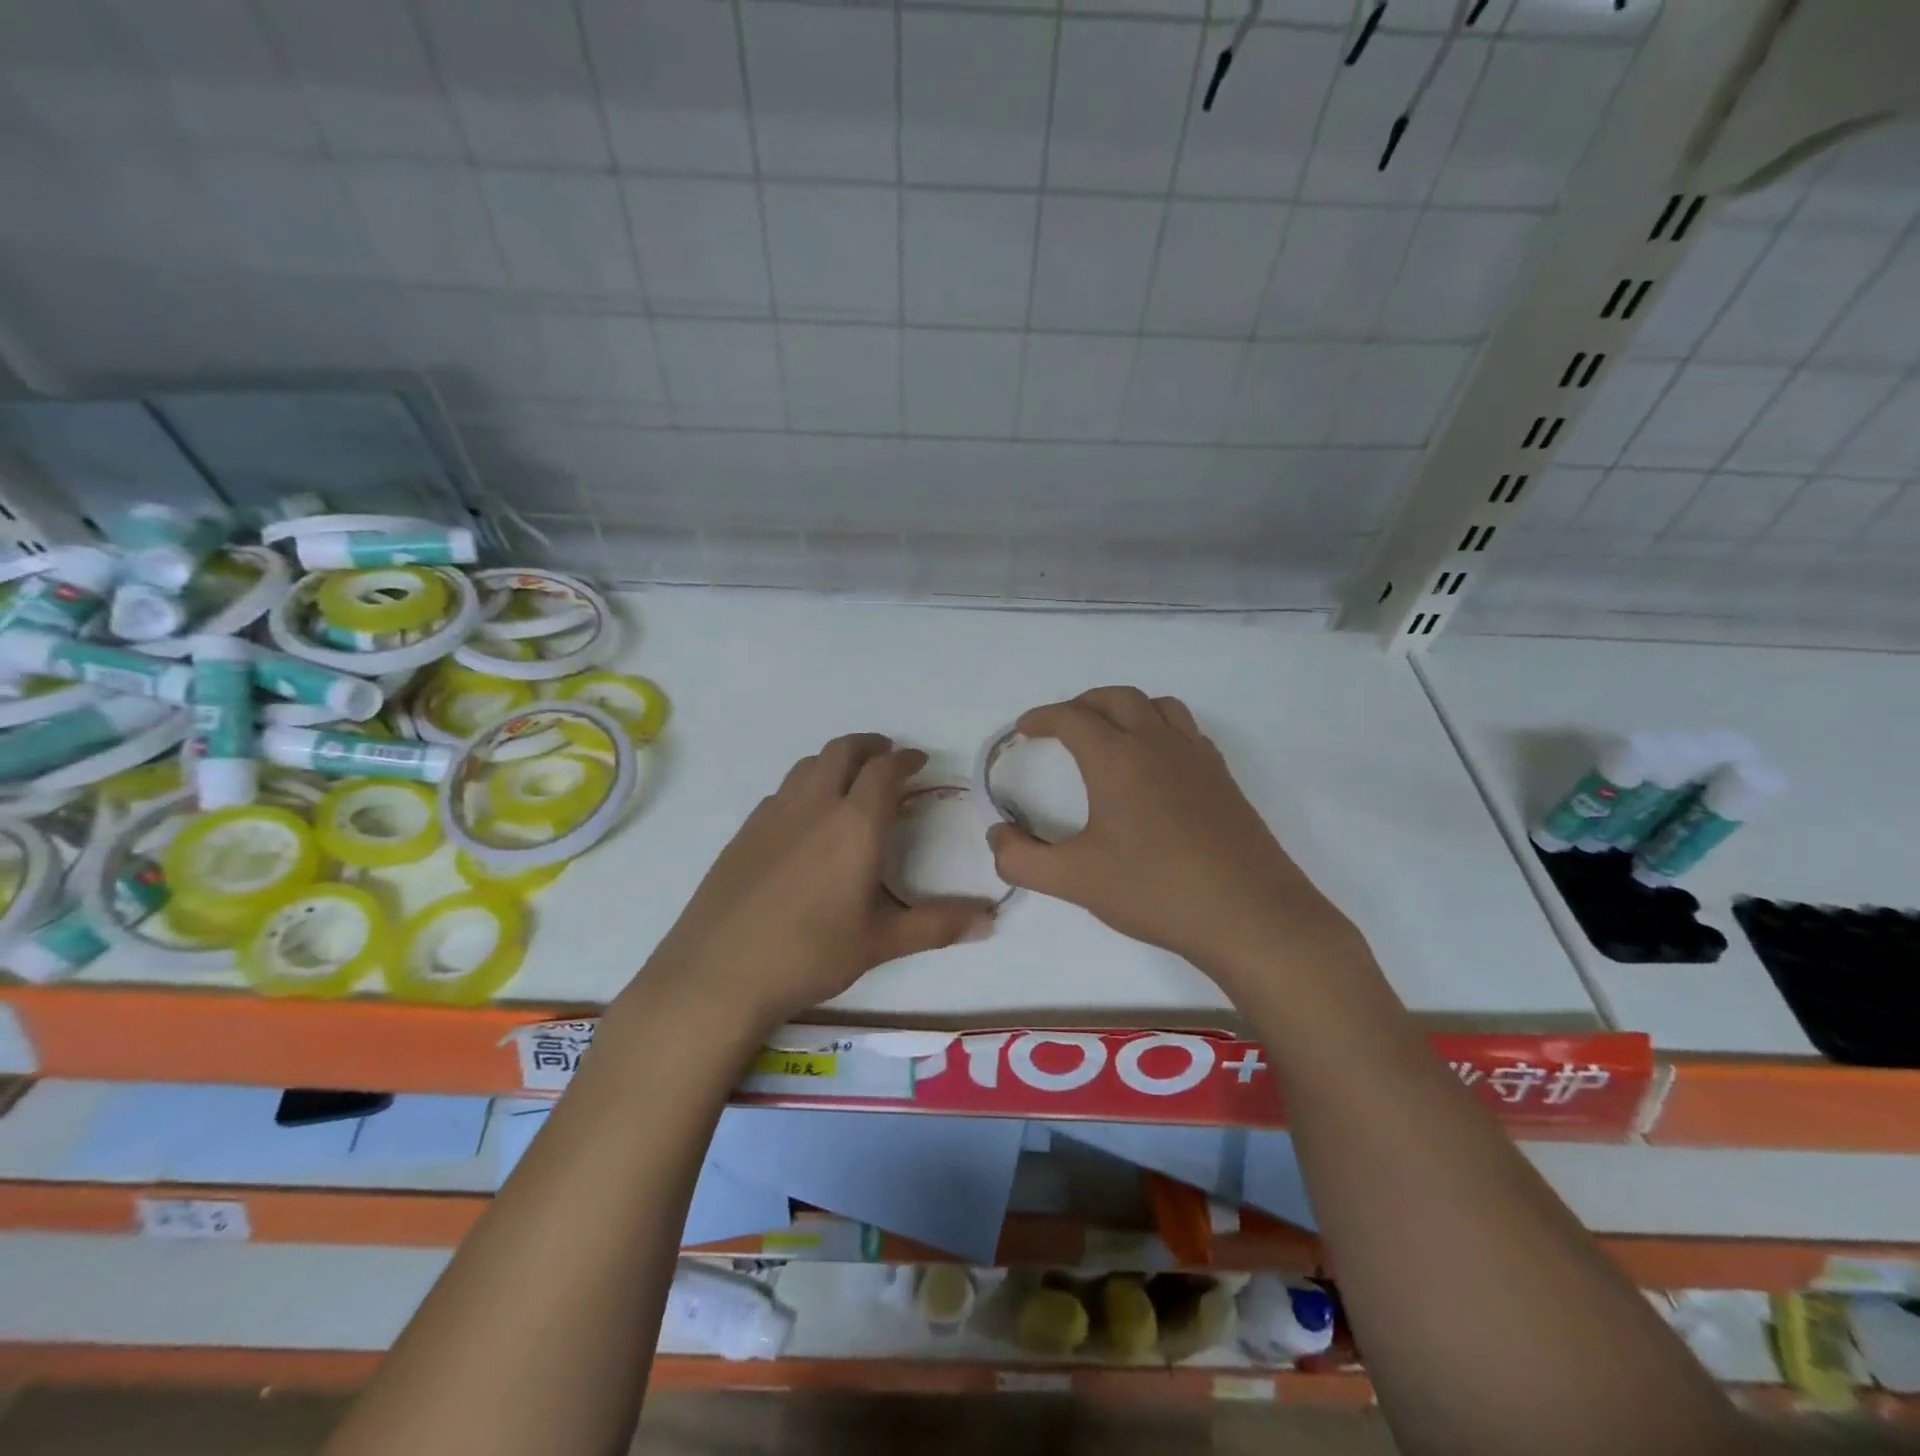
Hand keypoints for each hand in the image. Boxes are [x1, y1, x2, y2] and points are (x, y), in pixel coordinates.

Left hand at [642, 734, 994, 1031]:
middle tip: (887, 756)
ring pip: (808, 765)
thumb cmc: (809, 955)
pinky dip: (805, 786)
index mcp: (855, 824)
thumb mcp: (880, 943)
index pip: (885, 771)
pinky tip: (805, 820)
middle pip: (843, 750)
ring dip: (835, 761)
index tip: (919, 761)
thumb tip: (990, 920)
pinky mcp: (744, 831)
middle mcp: (814, 805)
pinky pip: (782, 791)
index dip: (906, 760)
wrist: (717, 973)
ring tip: (849, 781)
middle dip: (870, 745)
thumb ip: (937, 926)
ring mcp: (773, 814)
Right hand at [986, 687, 1361, 978]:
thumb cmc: (1154, 891)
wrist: (1249, 916)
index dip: (1042, 718)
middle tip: (1062, 725)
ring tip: (1110, 734)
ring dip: (1126, 708)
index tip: (1024, 729)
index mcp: (1117, 759)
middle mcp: (1157, 744)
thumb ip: (1022, 858)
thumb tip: (997, 834)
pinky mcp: (1223, 779)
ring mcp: (1197, 758)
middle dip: (1082, 704)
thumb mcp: (1074, 880)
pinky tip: (1157, 765)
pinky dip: (1162, 729)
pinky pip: (1187, 731)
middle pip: (1116, 698)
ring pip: (1158, 706)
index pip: (1072, 718)